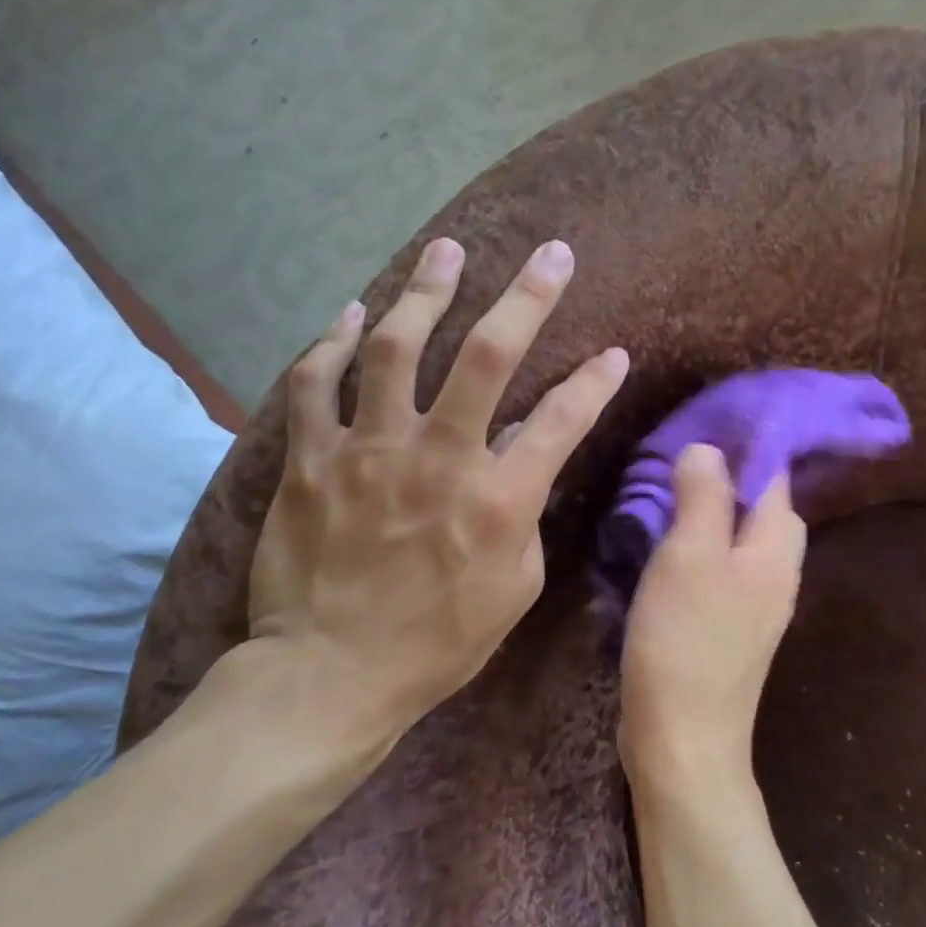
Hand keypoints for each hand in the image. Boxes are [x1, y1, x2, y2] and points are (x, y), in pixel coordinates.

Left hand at [249, 236, 628, 737]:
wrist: (329, 675)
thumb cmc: (436, 643)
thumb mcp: (513, 589)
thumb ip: (525, 516)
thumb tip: (524, 463)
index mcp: (498, 499)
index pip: (563, 419)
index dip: (596, 381)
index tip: (615, 353)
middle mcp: (439, 458)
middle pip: (487, 356)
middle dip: (527, 296)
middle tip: (549, 254)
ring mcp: (368, 451)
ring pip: (397, 348)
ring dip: (428, 292)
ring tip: (447, 251)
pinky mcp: (311, 459)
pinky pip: (315, 384)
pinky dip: (332, 344)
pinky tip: (353, 313)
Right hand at [618, 445, 807, 789]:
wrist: (683, 740)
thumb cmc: (685, 642)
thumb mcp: (690, 556)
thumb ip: (704, 497)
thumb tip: (709, 449)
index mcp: (775, 551)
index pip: (776, 479)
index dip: (750, 445)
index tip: (709, 421)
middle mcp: (776, 576)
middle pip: (764, 510)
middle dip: (731, 479)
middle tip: (682, 461)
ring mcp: (755, 607)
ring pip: (740, 541)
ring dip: (711, 514)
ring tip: (667, 496)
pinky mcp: (728, 631)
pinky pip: (721, 571)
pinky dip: (699, 550)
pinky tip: (665, 550)